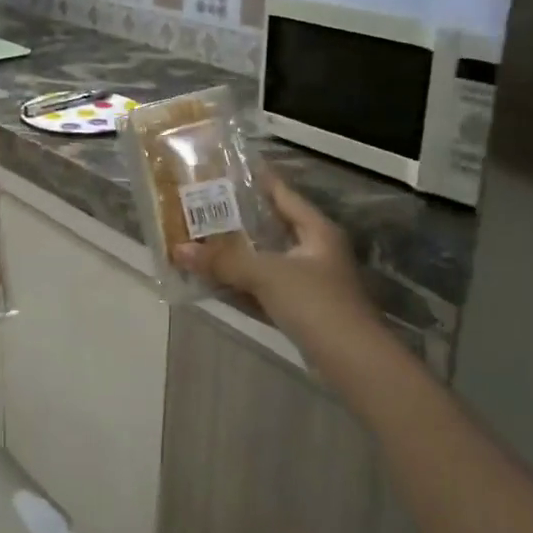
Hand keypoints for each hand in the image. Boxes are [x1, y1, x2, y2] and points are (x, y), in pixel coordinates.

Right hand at [174, 175, 369, 339]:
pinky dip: (242, 284)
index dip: (255, 180)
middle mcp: (314, 251)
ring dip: (236, 254)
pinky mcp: (300, 309)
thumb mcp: (268, 275)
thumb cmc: (316, 304)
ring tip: (198, 240)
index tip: (222, 169)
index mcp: (316, 230)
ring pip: (265, 259)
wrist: (354, 363)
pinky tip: (214, 282)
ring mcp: (309, 282)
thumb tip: (178, 249)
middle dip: (236, 220)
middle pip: (270, 227)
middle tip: (199, 207)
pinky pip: (264, 288)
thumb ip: (224, 261)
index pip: (282, 193)